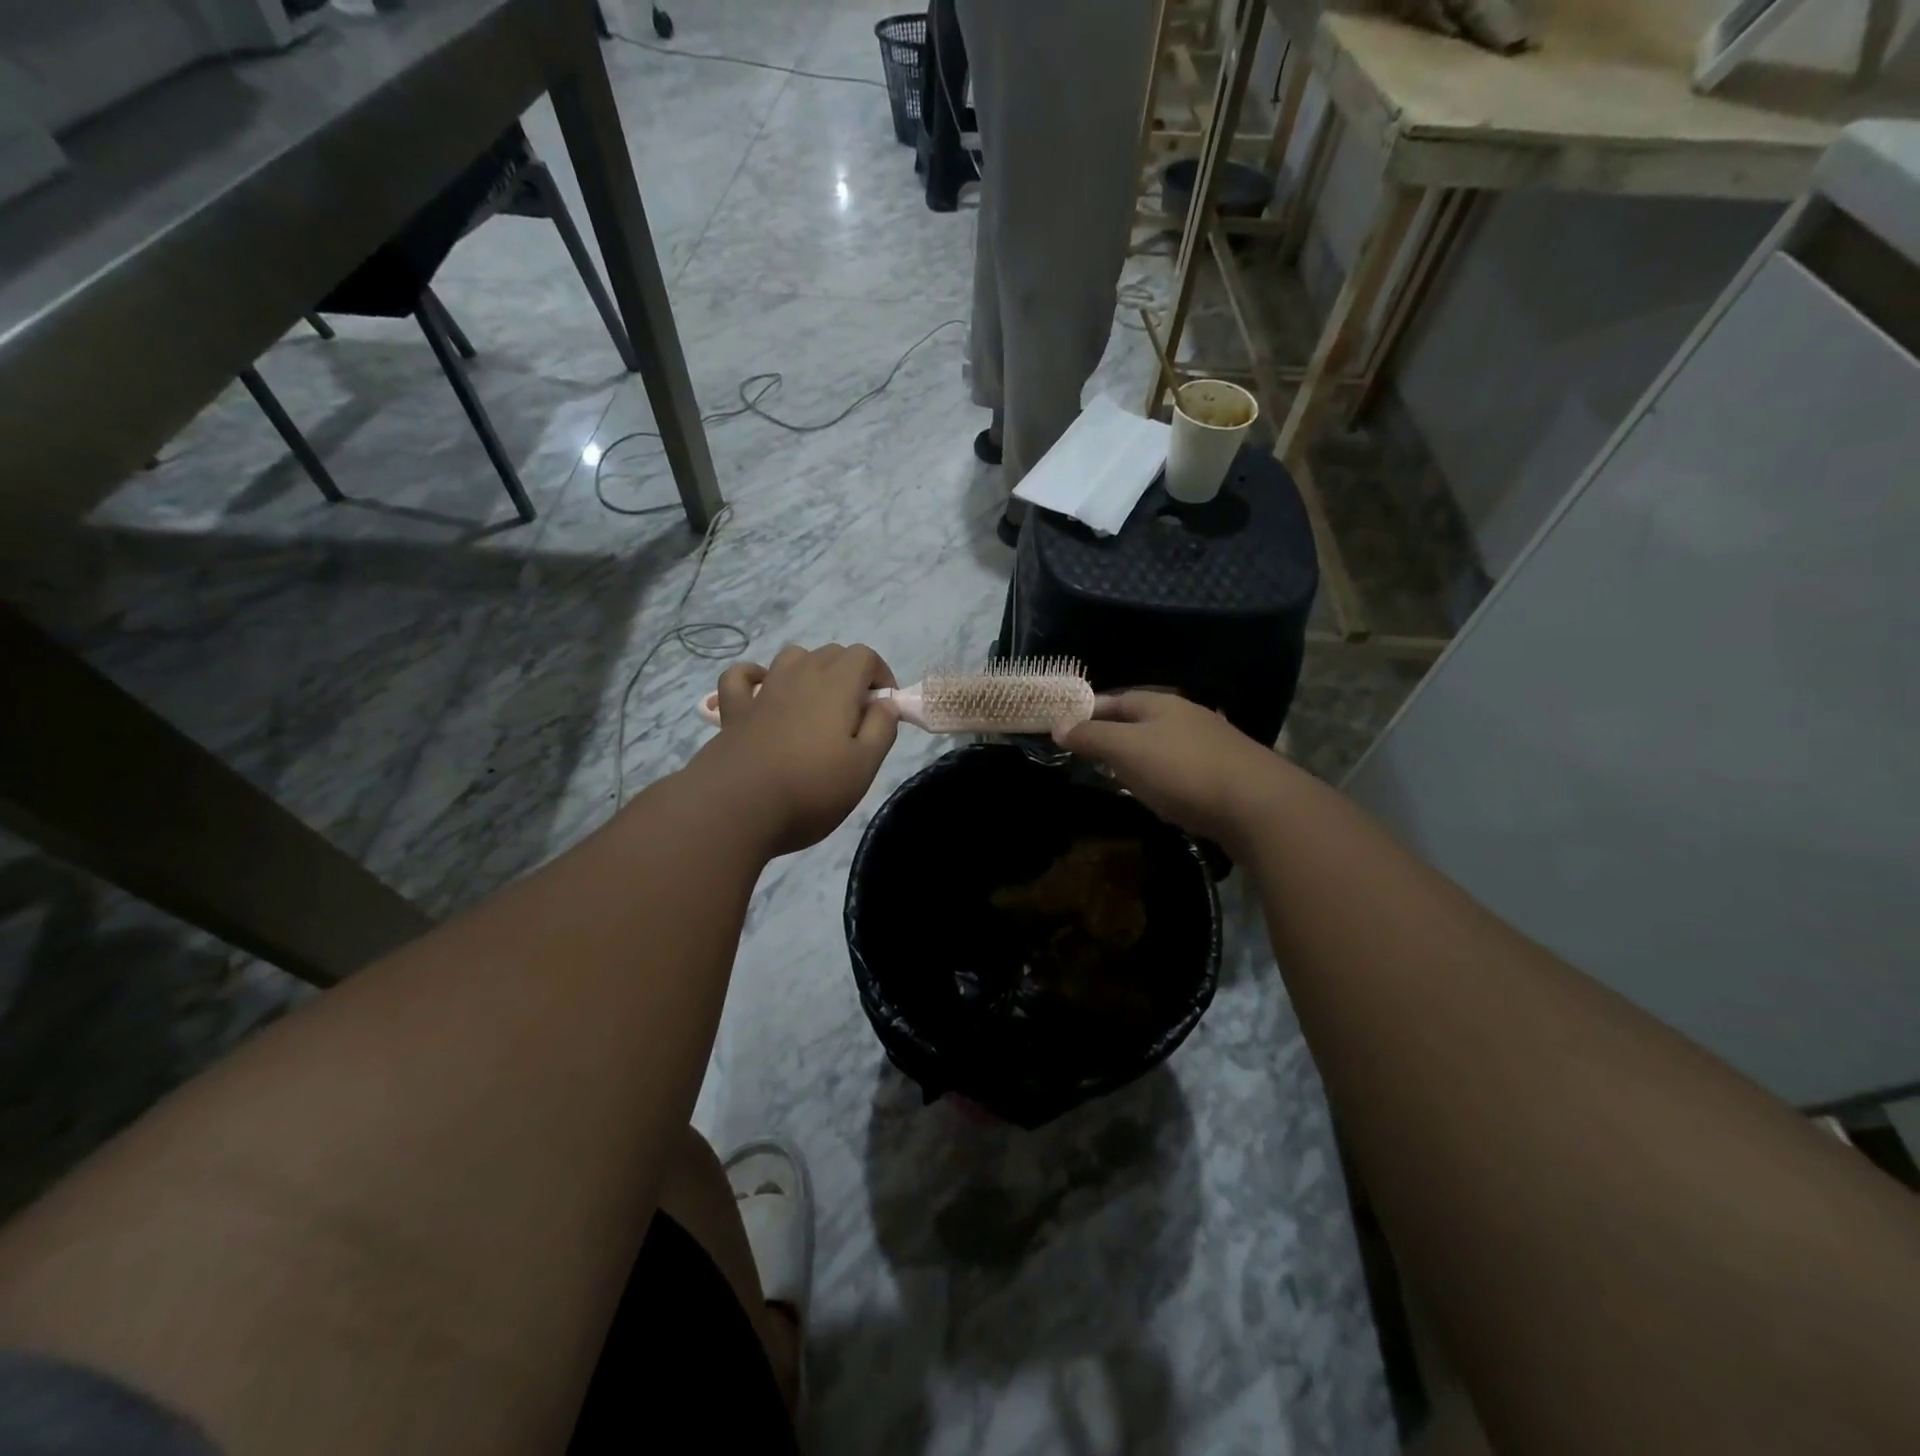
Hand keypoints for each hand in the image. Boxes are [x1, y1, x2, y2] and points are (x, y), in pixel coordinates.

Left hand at [693, 644, 898, 855]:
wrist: (738, 807)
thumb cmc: (811, 789)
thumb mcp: (864, 766)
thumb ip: (881, 729)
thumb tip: (886, 703)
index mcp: (837, 686)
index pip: (865, 655)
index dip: (881, 675)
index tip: (884, 708)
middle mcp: (800, 676)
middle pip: (831, 653)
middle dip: (850, 674)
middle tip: (855, 716)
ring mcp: (764, 690)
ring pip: (792, 657)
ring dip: (810, 670)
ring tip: (816, 704)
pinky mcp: (735, 710)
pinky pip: (741, 676)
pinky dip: (755, 677)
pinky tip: (762, 693)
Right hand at [1053, 691, 1292, 849]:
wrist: (1260, 806)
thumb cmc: (1183, 771)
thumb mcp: (1128, 751)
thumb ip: (1092, 737)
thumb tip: (1058, 724)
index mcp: (1162, 704)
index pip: (1118, 698)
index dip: (1091, 710)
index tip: (1068, 725)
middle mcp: (1189, 716)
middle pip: (1143, 719)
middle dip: (1115, 732)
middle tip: (1088, 751)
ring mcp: (1212, 745)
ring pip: (1164, 744)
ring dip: (1140, 755)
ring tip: (1119, 774)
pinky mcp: (1227, 774)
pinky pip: (1183, 768)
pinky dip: (1164, 775)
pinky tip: (1160, 793)